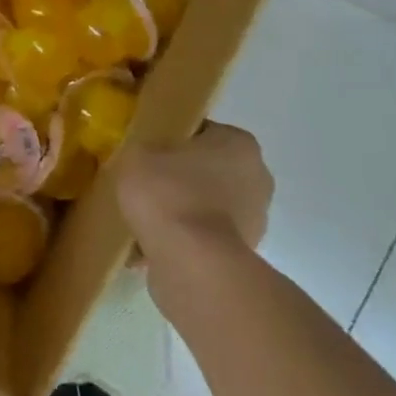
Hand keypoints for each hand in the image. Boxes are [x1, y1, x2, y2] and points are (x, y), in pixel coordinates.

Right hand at [118, 122, 273, 261]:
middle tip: (144, 184)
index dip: (171, 140)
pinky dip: (182, 240)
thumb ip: (143, 147)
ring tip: (144, 219)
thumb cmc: (169, 194)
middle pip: (207, 170)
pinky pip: (204, 238)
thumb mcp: (138, 153)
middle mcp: (256, 179)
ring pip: (206, 206)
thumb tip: (147, 157)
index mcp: (239, 144)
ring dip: (181, 211)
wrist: (191, 263)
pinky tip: (150, 245)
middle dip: (179, 178)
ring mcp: (254, 222)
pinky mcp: (242, 256)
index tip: (147, 152)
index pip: (202, 131)